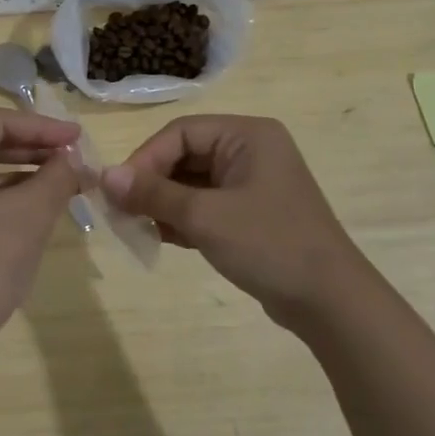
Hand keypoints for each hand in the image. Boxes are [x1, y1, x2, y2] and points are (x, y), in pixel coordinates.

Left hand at [0, 109, 81, 343]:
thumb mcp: (29, 215)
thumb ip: (57, 177)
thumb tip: (79, 158)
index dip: (40, 126)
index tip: (78, 136)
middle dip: (35, 146)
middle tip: (76, 153)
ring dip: (28, 169)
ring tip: (69, 174)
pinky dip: (13, 192)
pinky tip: (45, 198)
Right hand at [101, 115, 367, 326]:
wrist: (330, 302)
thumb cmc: (268, 244)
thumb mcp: (205, 216)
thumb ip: (153, 193)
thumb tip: (104, 177)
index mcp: (247, 135)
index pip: (180, 133)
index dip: (145, 159)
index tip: (119, 191)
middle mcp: (250, 150)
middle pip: (185, 155)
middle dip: (153, 184)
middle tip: (123, 212)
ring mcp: (253, 183)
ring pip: (193, 182)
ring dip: (164, 203)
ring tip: (139, 228)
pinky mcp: (252, 213)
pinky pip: (206, 204)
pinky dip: (183, 218)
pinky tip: (163, 239)